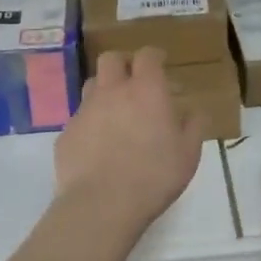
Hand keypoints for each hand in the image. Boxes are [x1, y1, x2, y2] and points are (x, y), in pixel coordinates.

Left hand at [55, 48, 203, 234]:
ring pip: (91, 84)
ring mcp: (85, 110)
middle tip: (134, 80)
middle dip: (123, 63)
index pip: (147, 55)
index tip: (160, 63)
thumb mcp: (188, 154)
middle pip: (111, 58)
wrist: (101, 204)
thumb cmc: (154, 176)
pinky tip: (98, 144)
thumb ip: (193, 125)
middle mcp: (112, 91)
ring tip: (115, 111)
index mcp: (145, 90)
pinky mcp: (67, 132)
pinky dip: (91, 122)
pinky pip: (79, 117)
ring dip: (104, 90)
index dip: (154, 56)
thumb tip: (194, 110)